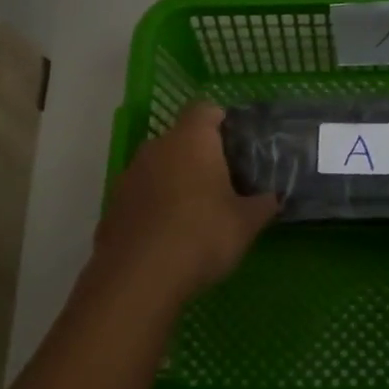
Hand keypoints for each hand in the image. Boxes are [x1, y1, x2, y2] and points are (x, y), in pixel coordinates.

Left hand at [90, 102, 278, 308]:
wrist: (137, 280)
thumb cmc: (201, 236)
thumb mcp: (246, 223)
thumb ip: (263, 205)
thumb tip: (274, 197)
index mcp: (191, 140)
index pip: (205, 109)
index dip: (223, 122)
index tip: (238, 146)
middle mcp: (157, 147)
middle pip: (182, 138)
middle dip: (201, 155)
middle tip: (225, 182)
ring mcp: (130, 175)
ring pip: (160, 166)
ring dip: (176, 180)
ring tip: (197, 212)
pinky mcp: (113, 205)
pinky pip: (142, 194)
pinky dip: (156, 205)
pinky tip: (169, 235)